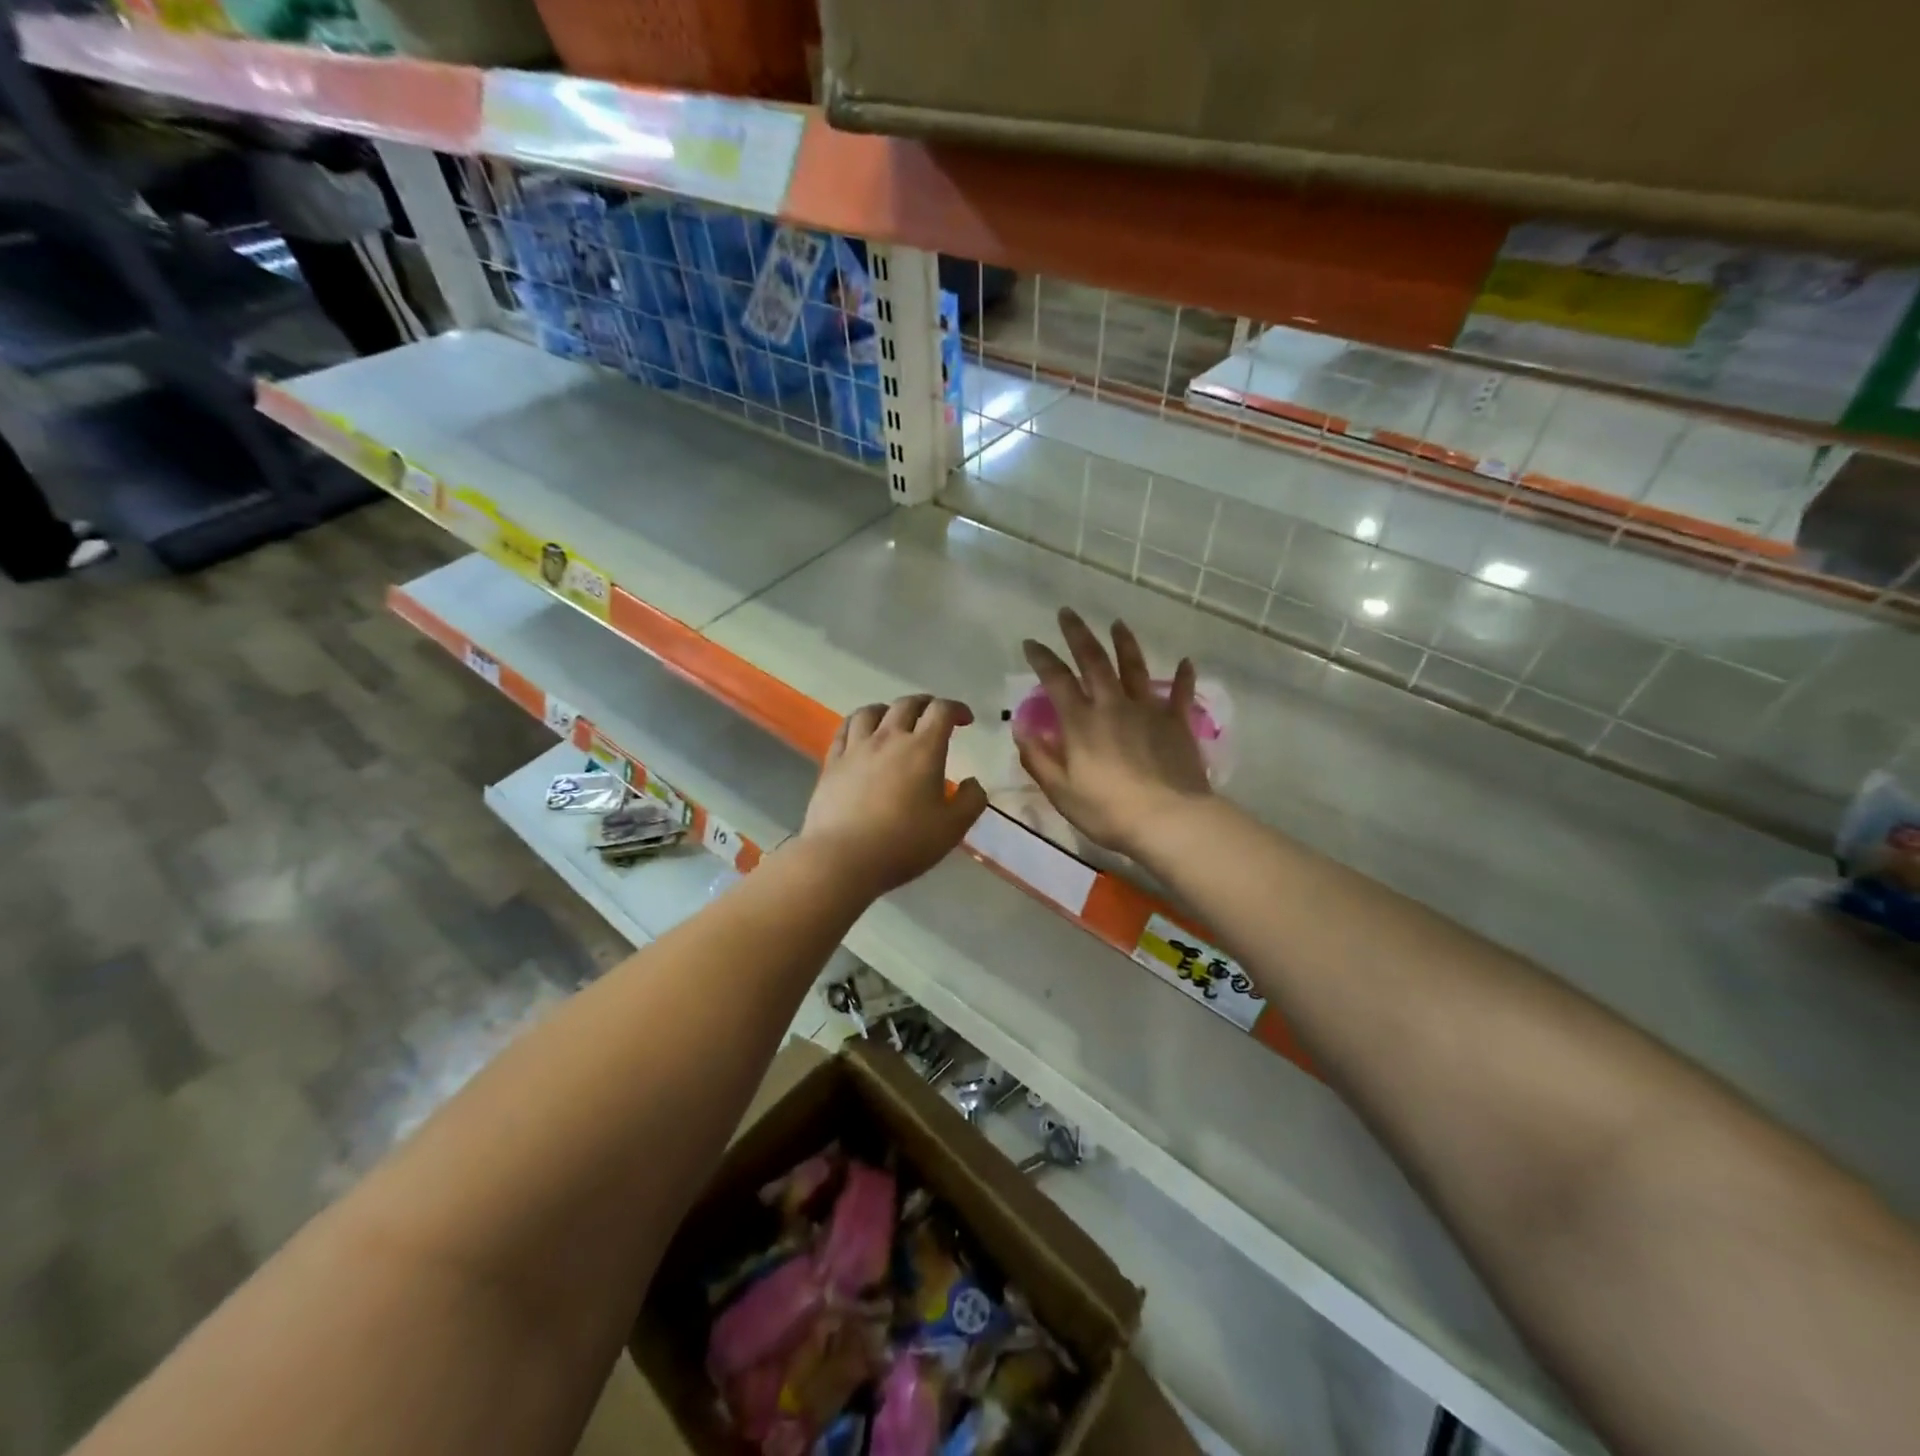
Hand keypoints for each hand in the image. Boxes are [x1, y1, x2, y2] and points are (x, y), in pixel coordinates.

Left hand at [801, 696, 988, 896]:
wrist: (843, 858)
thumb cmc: (904, 843)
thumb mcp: (952, 828)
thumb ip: (971, 801)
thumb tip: (973, 783)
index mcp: (923, 749)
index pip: (941, 711)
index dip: (956, 709)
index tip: (965, 720)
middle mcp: (889, 738)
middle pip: (907, 704)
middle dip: (925, 704)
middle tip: (934, 715)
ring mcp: (856, 748)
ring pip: (871, 711)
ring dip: (889, 709)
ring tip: (894, 719)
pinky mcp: (832, 763)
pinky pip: (844, 730)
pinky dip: (858, 724)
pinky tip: (860, 733)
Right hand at [1017, 609, 1211, 854]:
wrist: (1169, 821)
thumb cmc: (1108, 811)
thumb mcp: (1061, 792)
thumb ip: (1039, 759)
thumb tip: (1020, 730)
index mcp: (1082, 722)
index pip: (1057, 680)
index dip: (1042, 659)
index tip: (1032, 643)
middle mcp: (1113, 706)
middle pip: (1094, 661)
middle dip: (1078, 635)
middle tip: (1068, 613)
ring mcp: (1148, 711)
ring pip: (1134, 668)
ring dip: (1124, 643)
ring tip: (1117, 623)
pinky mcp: (1177, 723)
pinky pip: (1180, 694)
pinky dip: (1183, 677)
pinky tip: (1187, 662)